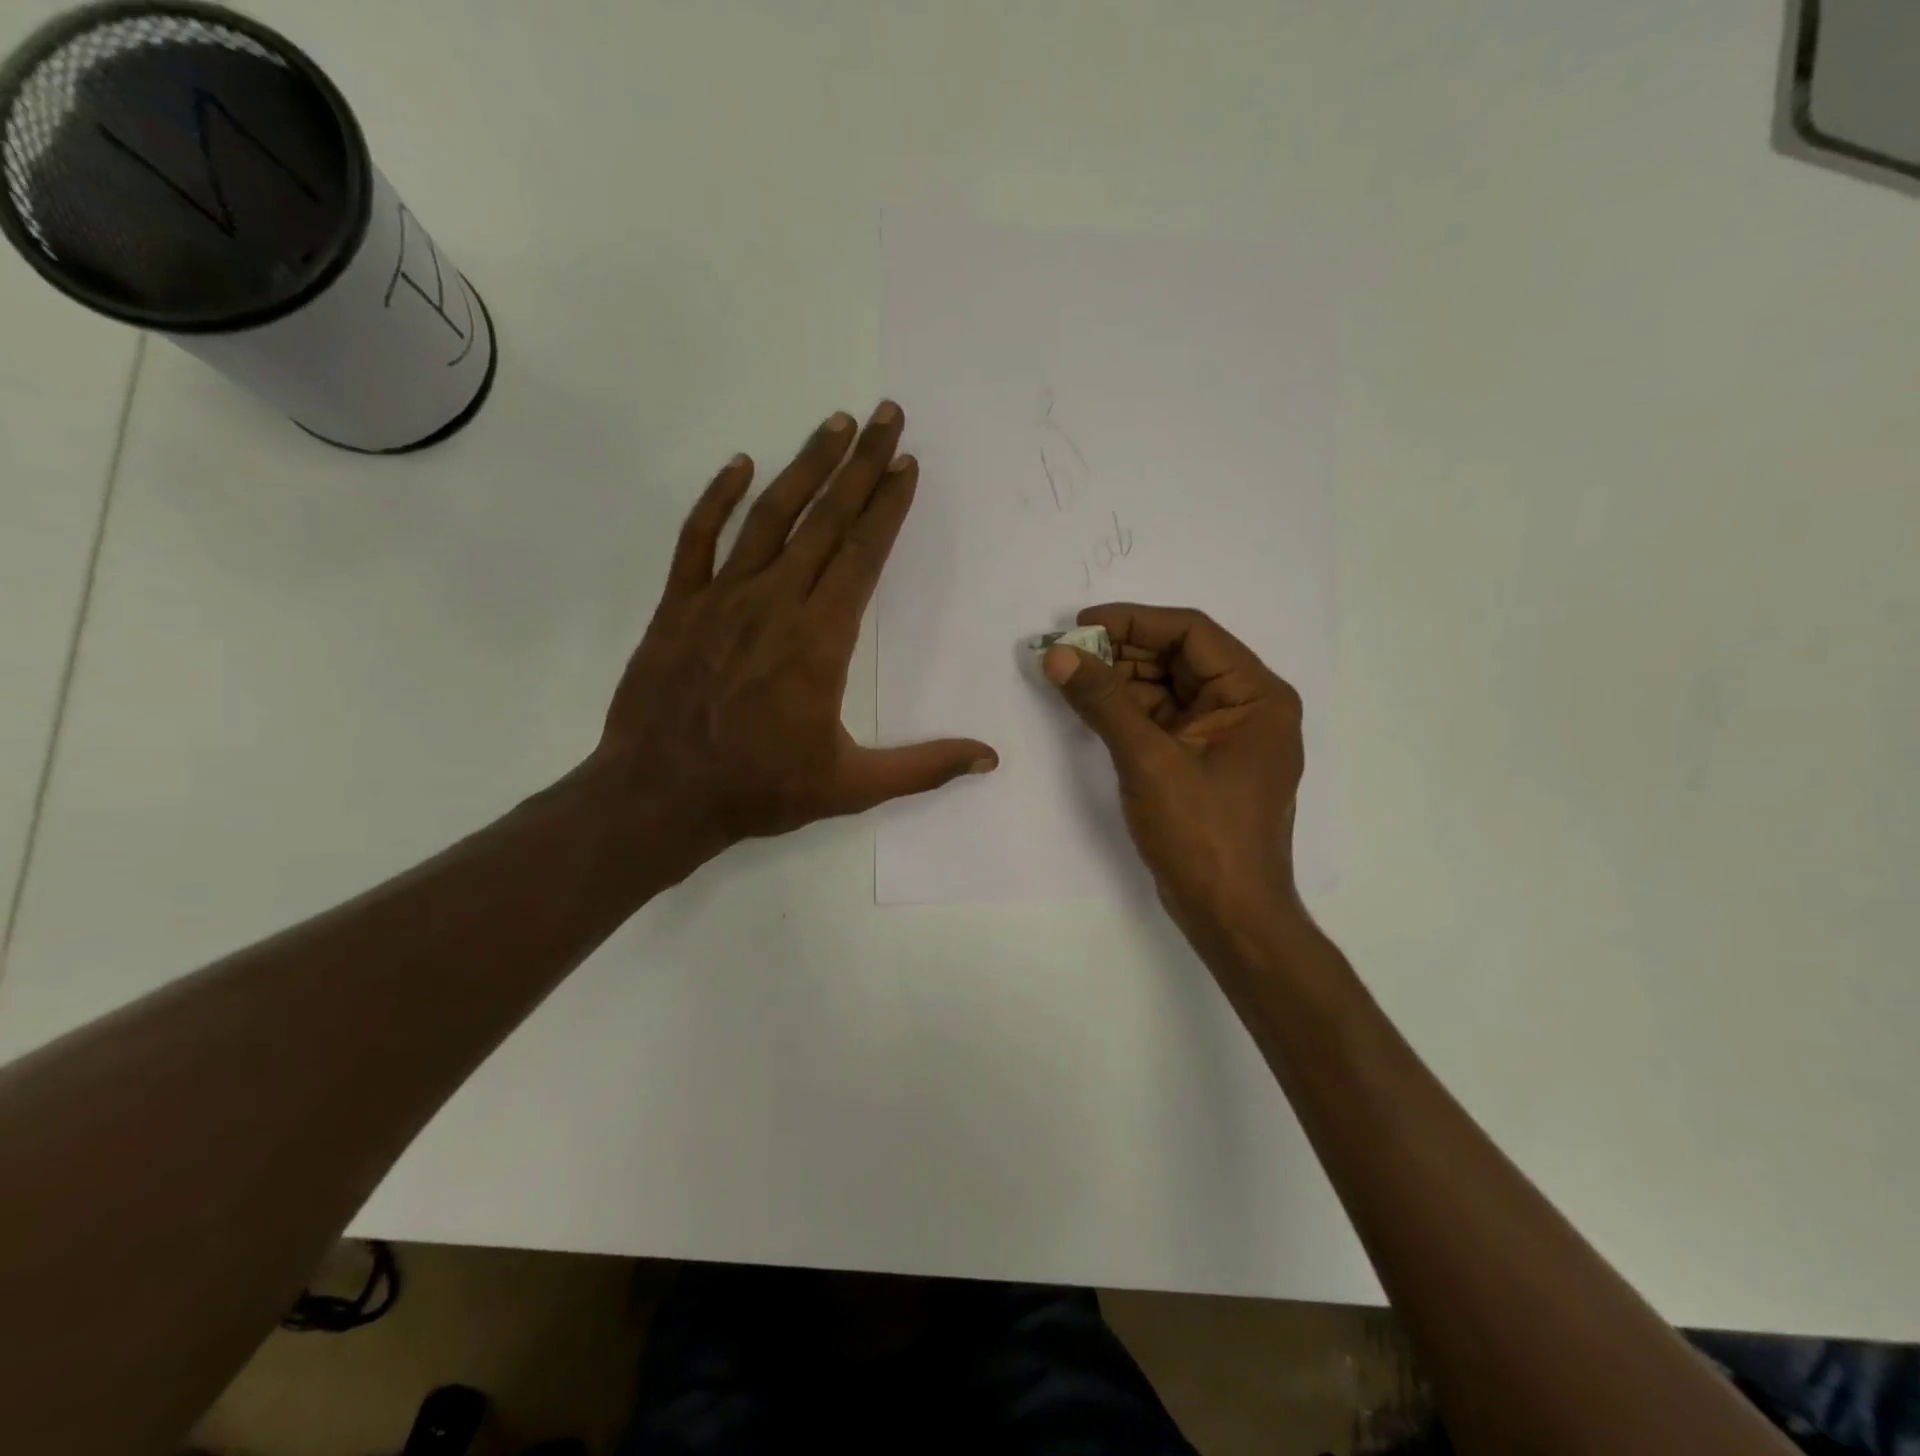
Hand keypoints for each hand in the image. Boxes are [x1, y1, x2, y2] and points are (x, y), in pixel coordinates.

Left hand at [592, 402, 996, 877]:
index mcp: (819, 640)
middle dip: (861, 464)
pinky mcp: (677, 605)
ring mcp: (721, 599)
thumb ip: (924, 767)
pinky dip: (717, 498)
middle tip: (886, 415)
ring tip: (834, 424)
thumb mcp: (852, 786)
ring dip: (805, 467)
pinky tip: (739, 463)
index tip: (906, 463)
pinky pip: (697, 539)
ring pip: (769, 517)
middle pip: (826, 521)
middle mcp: (774, 604)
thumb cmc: (761, 789)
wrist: (660, 797)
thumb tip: (990, 758)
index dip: (888, 506)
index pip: (863, 556)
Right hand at [1043, 605, 1302, 943]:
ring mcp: (1225, 737)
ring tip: (1070, 674)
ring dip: (1121, 680)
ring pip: (1167, 689)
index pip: (1192, 634)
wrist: (1230, 916)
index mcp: (1255, 696)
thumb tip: (1059, 654)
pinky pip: (1163, 720)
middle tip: (1067, 651)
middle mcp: (1246, 707)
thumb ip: (1104, 702)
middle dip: (1122, 652)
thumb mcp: (1149, 761)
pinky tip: (1090, 706)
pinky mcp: (1202, 762)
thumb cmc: (1202, 835)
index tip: (1081, 623)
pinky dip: (1127, 711)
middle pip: (1179, 659)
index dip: (1134, 621)